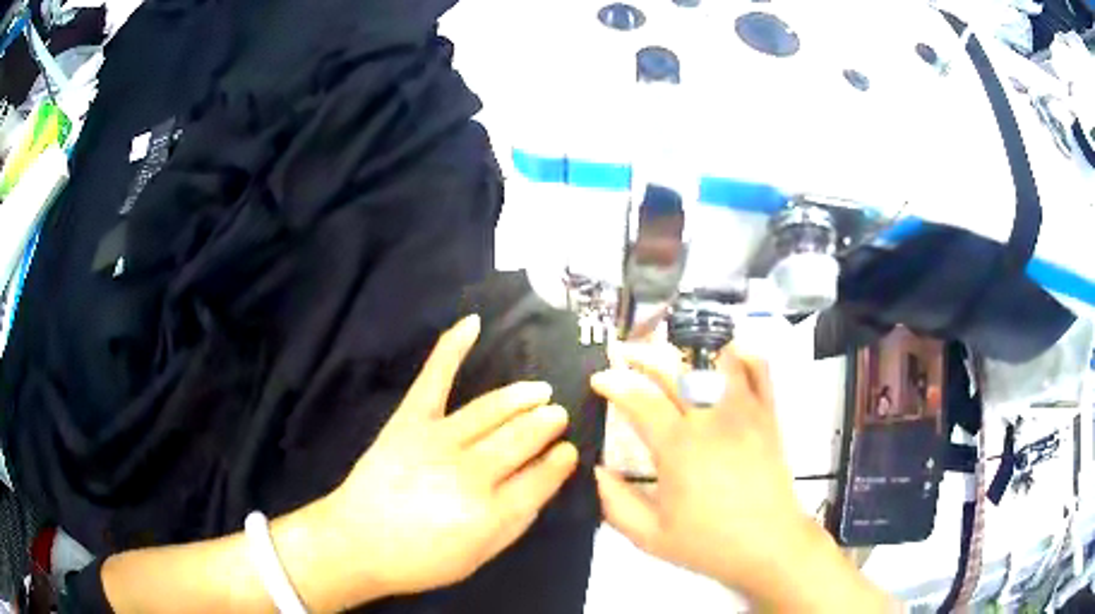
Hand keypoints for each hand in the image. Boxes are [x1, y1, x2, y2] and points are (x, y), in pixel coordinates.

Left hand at [310, 315, 578, 605]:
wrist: (357, 542)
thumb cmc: (421, 559)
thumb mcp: (479, 557)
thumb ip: (516, 522)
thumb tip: (543, 484)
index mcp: (491, 513)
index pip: (541, 477)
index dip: (559, 461)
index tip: (569, 450)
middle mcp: (471, 472)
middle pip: (521, 438)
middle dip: (546, 423)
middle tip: (557, 414)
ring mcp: (438, 440)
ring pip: (493, 409)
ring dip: (522, 397)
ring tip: (540, 391)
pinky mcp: (408, 420)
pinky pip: (434, 377)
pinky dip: (453, 347)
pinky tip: (473, 323)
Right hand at [591, 341, 891, 611]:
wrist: (769, 545)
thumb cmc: (708, 543)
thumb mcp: (649, 536)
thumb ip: (614, 502)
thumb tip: (595, 470)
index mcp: (678, 448)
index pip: (640, 399)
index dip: (614, 384)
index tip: (598, 380)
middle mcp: (711, 420)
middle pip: (674, 370)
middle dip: (642, 356)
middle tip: (624, 355)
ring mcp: (745, 413)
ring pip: (717, 361)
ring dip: (689, 351)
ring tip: (671, 353)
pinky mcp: (768, 416)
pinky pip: (760, 371)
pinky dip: (743, 355)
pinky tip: (728, 353)